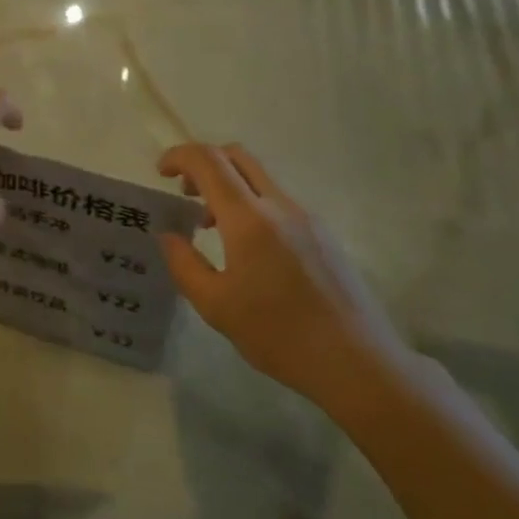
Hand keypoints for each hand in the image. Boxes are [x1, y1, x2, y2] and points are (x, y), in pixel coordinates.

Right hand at [157, 143, 415, 417]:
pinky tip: (249, 249)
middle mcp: (280, 206)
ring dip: (229, 186)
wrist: (356, 362)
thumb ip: (185, 264)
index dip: (180, 156)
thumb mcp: (216, 306)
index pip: (209, 161)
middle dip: (204, 163)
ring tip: (212, 226)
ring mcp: (307, 217)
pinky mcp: (323, 234)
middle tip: (185, 193)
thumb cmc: (279, 335)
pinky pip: (279, 202)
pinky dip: (252, 205)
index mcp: (249, 219)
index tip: (161, 172)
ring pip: (260, 178)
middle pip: (237, 156)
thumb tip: (170, 236)